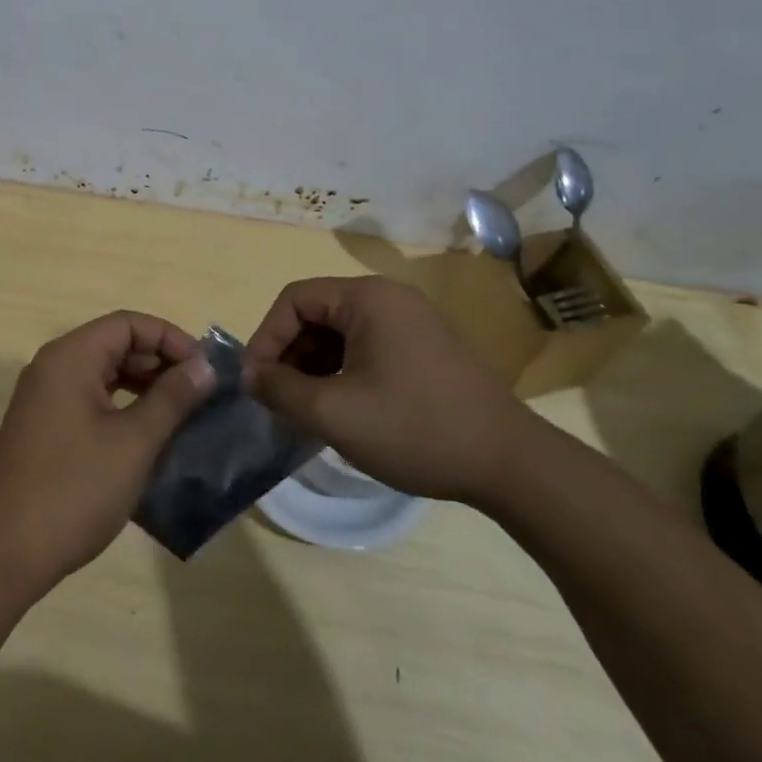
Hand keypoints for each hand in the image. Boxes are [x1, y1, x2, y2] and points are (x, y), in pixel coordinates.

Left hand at [0, 311, 214, 594]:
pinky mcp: (43, 426)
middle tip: (200, 393)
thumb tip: (205, 366)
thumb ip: (172, 398)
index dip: (171, 338)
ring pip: (103, 372)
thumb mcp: (134, 442)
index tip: (205, 369)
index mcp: (70, 357)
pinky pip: (90, 398)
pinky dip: (122, 406)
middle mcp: (53, 366)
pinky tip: (148, 433)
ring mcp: (44, 397)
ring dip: (144, 385)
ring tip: (182, 412)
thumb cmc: (75, 490)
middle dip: (160, 362)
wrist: (6, 554)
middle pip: (115, 344)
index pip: (128, 323)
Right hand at [245, 276, 534, 502]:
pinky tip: (341, 409)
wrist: (511, 464)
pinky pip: (366, 347)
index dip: (266, 338)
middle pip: (317, 314)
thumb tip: (250, 377)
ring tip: (306, 410)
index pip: (294, 299)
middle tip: (279, 400)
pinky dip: (343, 372)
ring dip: (315, 367)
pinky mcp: (425, 347)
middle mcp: (389, 298)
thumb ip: (281, 390)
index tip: (256, 383)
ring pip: (341, 333)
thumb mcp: (334, 413)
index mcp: (367, 297)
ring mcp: (411, 321)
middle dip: (290, 355)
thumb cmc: (415, 428)